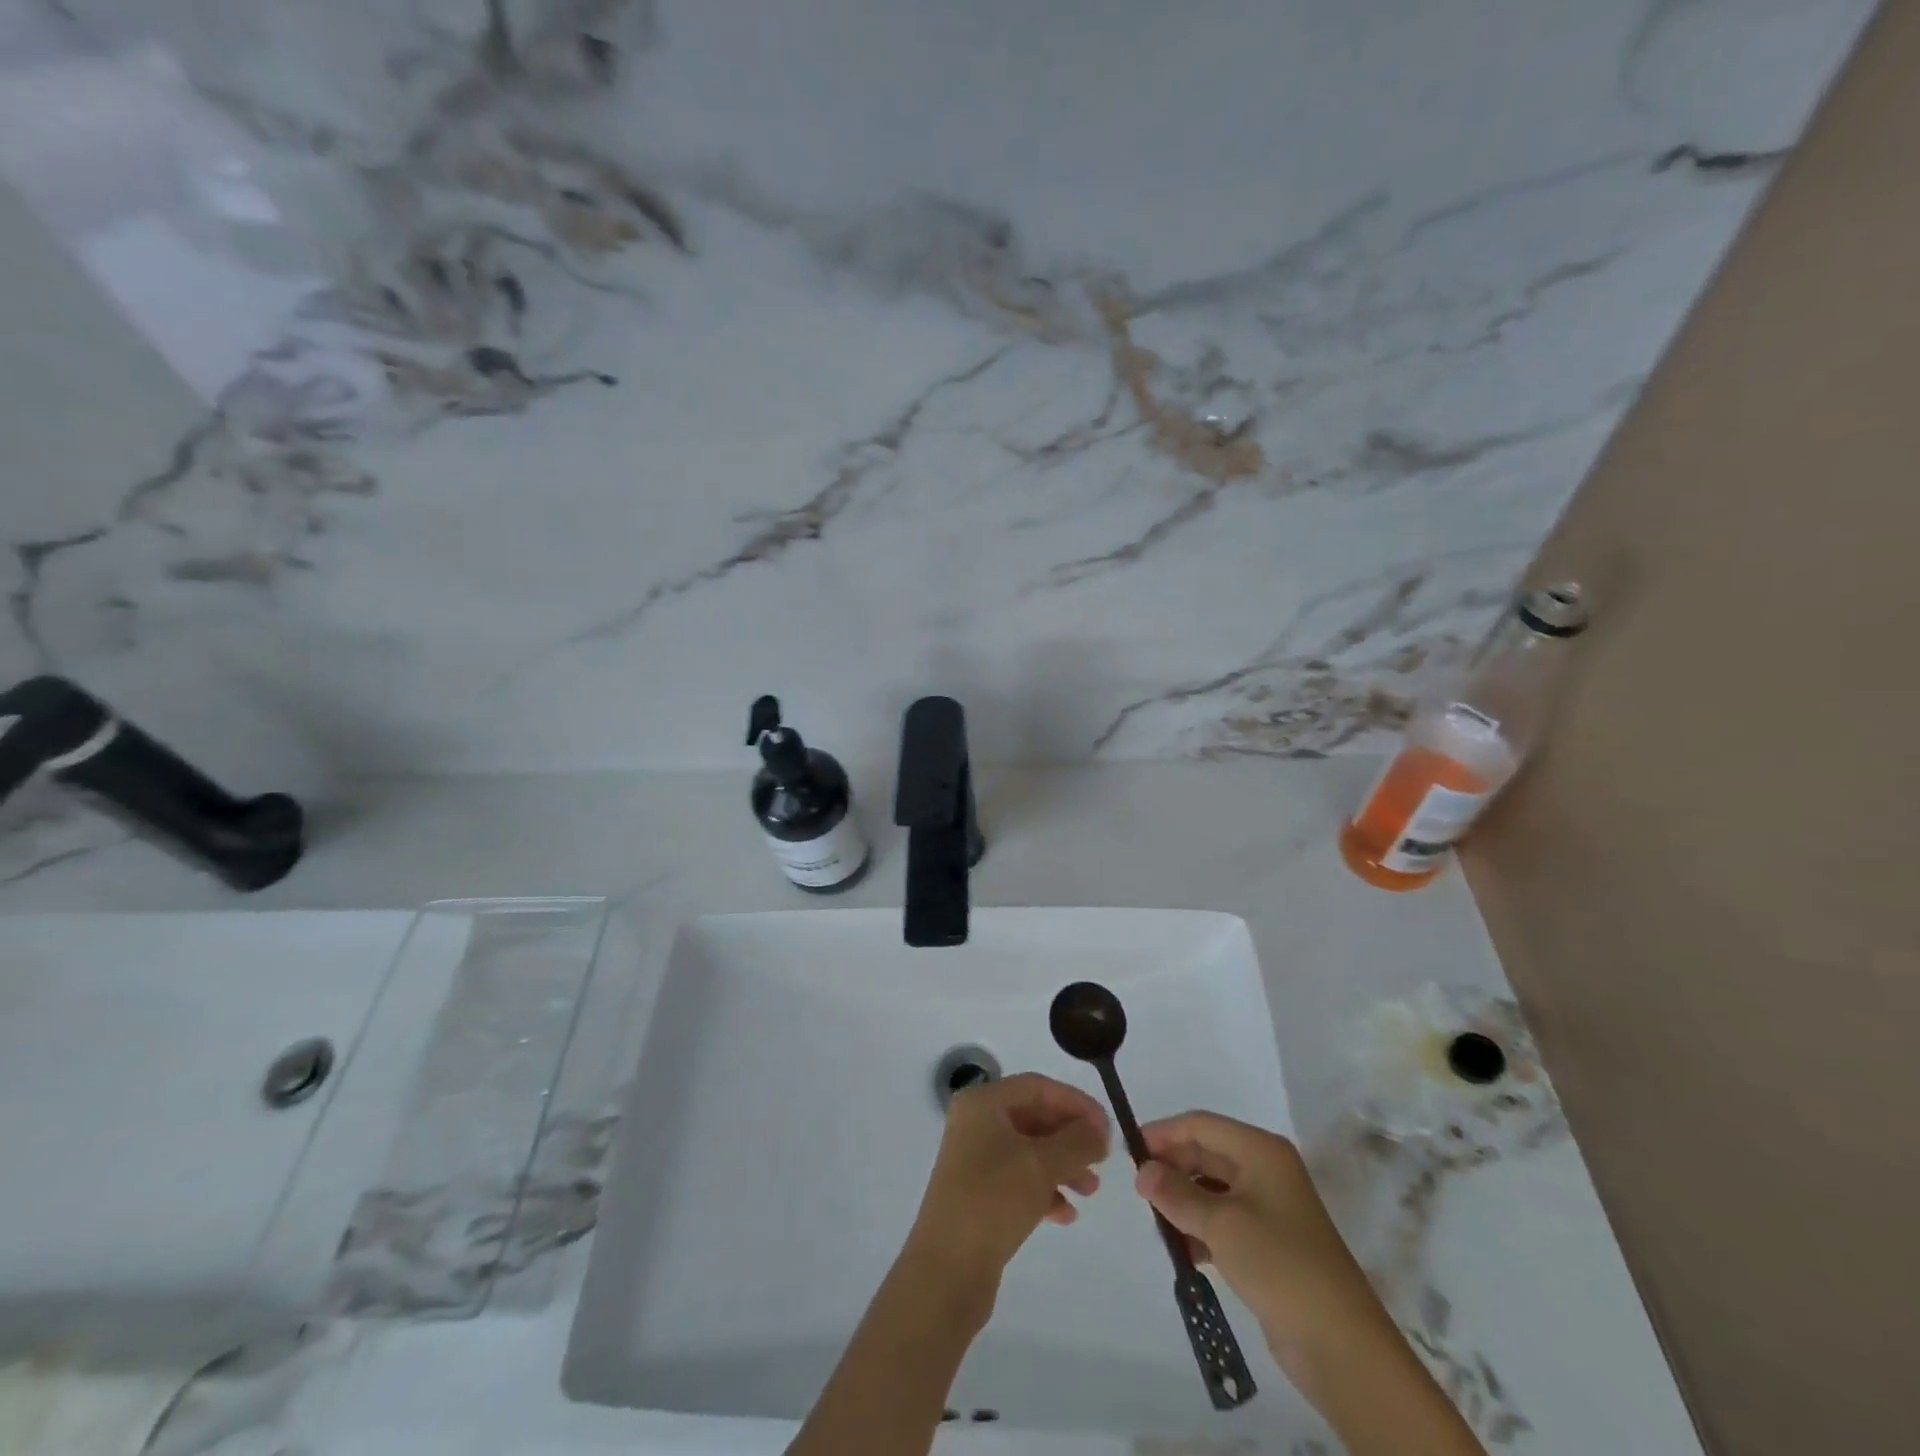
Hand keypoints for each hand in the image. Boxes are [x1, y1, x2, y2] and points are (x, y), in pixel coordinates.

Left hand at [906, 1072, 1109, 1283]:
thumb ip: (1077, 1141)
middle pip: (1034, 1117)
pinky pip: (1019, 1180)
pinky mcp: (979, 1194)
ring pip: (1029, 1151)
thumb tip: (1100, 1130)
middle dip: (1071, 1137)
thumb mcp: (1042, 1165)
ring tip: (1091, 1191)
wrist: (947, 1269)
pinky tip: (1067, 1215)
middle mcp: (976, 1124)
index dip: (1075, 1103)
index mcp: (983, 1103)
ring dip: (1063, 1166)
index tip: (1107, 1128)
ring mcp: (975, 1159)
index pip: (1037, 1087)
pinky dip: (1045, 1190)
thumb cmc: (994, 1200)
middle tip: (1102, 1160)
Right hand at [1135, 1111, 1394, 1370]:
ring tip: (1156, 1222)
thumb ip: (1176, 1194)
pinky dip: (1200, 1228)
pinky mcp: (1269, 1243)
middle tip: (1138, 1191)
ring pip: (1212, 1188)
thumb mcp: (1220, 1224)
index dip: (1163, 1133)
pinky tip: (1182, 1250)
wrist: (1341, 1344)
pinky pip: (1224, 1220)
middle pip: (1206, 1153)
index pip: (1201, 1125)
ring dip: (1184, 1201)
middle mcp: (1265, 1169)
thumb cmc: (1279, 1264)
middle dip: (1172, 1168)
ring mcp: (1269, 1207)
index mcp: (1260, 1150)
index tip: (1129, 1152)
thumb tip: (1143, 1172)